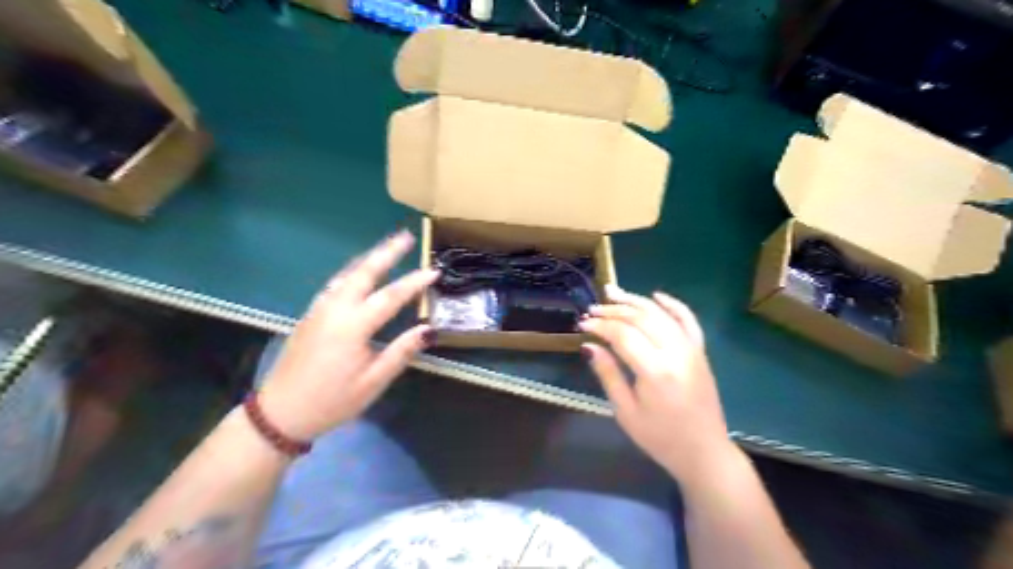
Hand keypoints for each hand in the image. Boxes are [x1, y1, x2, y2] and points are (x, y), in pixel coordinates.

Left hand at [257, 229, 434, 440]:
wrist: (280, 413)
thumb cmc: (332, 401)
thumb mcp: (373, 382)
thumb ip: (401, 352)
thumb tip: (427, 329)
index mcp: (352, 327)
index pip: (390, 296)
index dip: (414, 282)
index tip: (434, 271)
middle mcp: (334, 310)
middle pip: (363, 273)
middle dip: (386, 252)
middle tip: (406, 236)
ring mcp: (319, 309)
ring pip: (346, 274)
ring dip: (368, 258)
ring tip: (386, 247)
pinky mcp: (310, 315)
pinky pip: (335, 284)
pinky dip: (352, 271)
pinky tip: (359, 272)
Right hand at [578, 287, 738, 485]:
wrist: (704, 452)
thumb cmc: (660, 438)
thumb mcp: (626, 412)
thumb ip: (608, 374)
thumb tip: (589, 346)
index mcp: (655, 371)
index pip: (623, 335)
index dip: (600, 325)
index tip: (582, 324)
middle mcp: (676, 353)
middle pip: (641, 318)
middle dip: (614, 310)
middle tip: (592, 309)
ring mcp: (692, 349)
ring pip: (661, 314)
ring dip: (636, 301)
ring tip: (613, 293)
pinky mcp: (700, 352)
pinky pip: (688, 320)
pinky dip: (673, 305)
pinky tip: (656, 295)